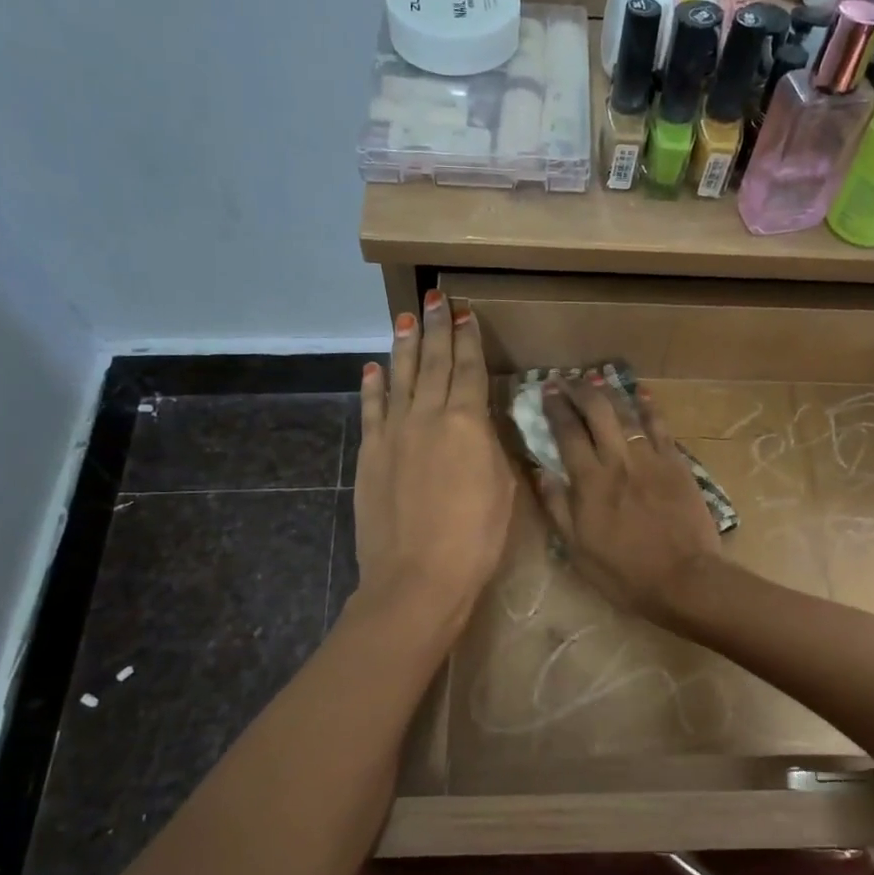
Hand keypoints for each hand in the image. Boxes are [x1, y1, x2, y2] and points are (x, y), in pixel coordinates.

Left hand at [353, 290, 515, 622]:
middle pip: (434, 363)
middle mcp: (428, 416)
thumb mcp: (503, 487)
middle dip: (436, 328)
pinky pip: (372, 409)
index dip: (468, 339)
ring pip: (401, 377)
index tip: (464, 313)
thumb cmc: (475, 538)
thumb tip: (480, 421)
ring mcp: (394, 432)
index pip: (469, 369)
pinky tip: (373, 367)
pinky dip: (373, 386)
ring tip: (406, 317)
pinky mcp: (370, 453)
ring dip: (405, 346)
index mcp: (468, 422)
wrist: (417, 577)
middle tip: (435, 297)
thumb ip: (491, 446)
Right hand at [537, 373, 720, 625]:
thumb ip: (557, 506)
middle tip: (567, 381)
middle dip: (579, 390)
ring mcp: (651, 459)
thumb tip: (539, 471)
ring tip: (596, 380)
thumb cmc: (624, 573)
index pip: (567, 432)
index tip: (546, 391)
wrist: (685, 580)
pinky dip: (649, 407)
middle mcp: (618, 460)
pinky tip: (641, 394)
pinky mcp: (677, 463)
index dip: (555, 408)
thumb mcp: (577, 549)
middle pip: (597, 412)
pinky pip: (661, 427)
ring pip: (627, 413)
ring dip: (609, 392)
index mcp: (590, 482)